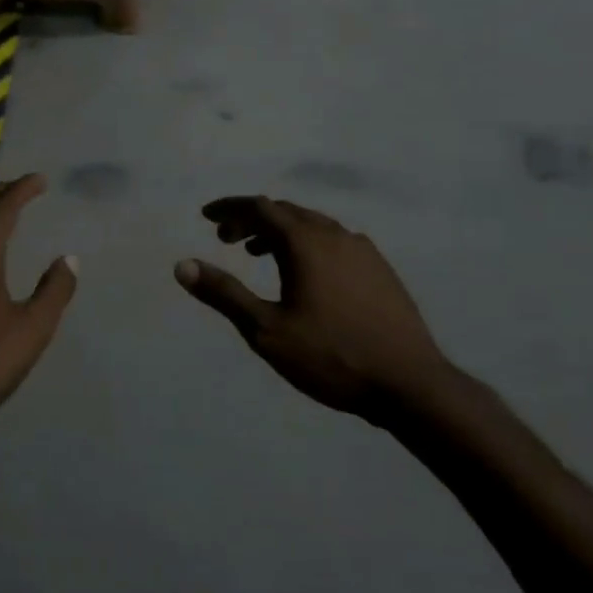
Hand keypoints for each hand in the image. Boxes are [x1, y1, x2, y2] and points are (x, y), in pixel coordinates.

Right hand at [175, 196, 453, 417]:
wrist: (410, 384)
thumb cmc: (331, 356)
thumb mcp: (266, 330)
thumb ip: (224, 293)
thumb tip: (182, 265)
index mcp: (306, 242)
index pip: (260, 207)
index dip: (230, 208)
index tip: (207, 216)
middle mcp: (335, 235)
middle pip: (286, 212)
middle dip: (252, 220)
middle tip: (226, 238)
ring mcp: (364, 251)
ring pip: (313, 226)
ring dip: (280, 232)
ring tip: (259, 254)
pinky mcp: (381, 270)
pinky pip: (335, 241)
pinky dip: (308, 244)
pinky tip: (307, 273)